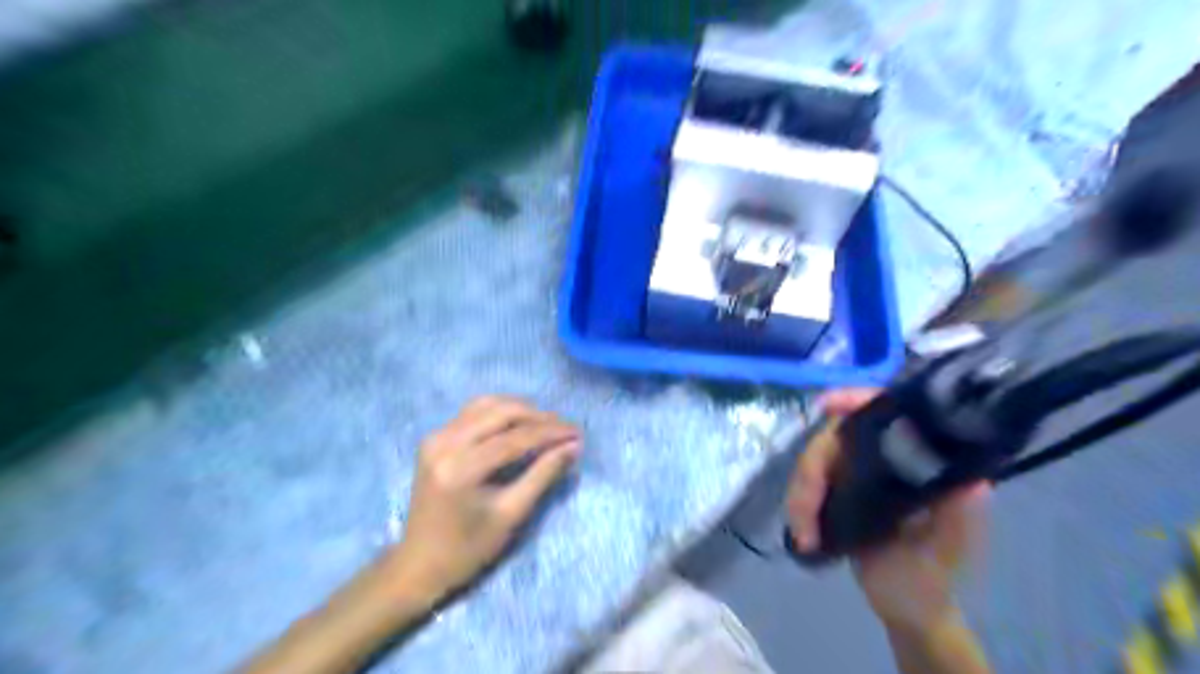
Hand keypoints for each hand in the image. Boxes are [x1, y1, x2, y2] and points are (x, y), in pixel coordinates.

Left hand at [387, 395, 578, 598]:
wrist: (419, 565)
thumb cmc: (468, 549)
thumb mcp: (511, 514)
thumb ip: (543, 475)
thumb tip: (573, 446)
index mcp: (460, 468)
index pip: (515, 438)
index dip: (551, 433)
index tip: (578, 433)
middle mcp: (444, 443)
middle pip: (501, 412)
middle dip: (539, 417)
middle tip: (566, 429)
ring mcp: (435, 437)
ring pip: (487, 405)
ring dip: (521, 410)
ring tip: (547, 425)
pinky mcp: (434, 437)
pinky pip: (473, 412)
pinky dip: (500, 412)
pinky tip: (519, 424)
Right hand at [785, 386, 988, 633]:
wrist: (906, 607)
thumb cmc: (932, 579)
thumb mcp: (948, 552)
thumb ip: (960, 520)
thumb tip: (976, 484)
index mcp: (917, 463)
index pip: (887, 413)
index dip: (856, 399)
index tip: (826, 404)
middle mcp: (885, 459)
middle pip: (836, 438)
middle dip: (811, 470)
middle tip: (803, 511)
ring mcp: (857, 473)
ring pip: (815, 461)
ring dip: (800, 493)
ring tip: (802, 533)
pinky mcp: (837, 489)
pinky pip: (808, 482)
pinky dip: (798, 503)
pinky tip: (801, 531)